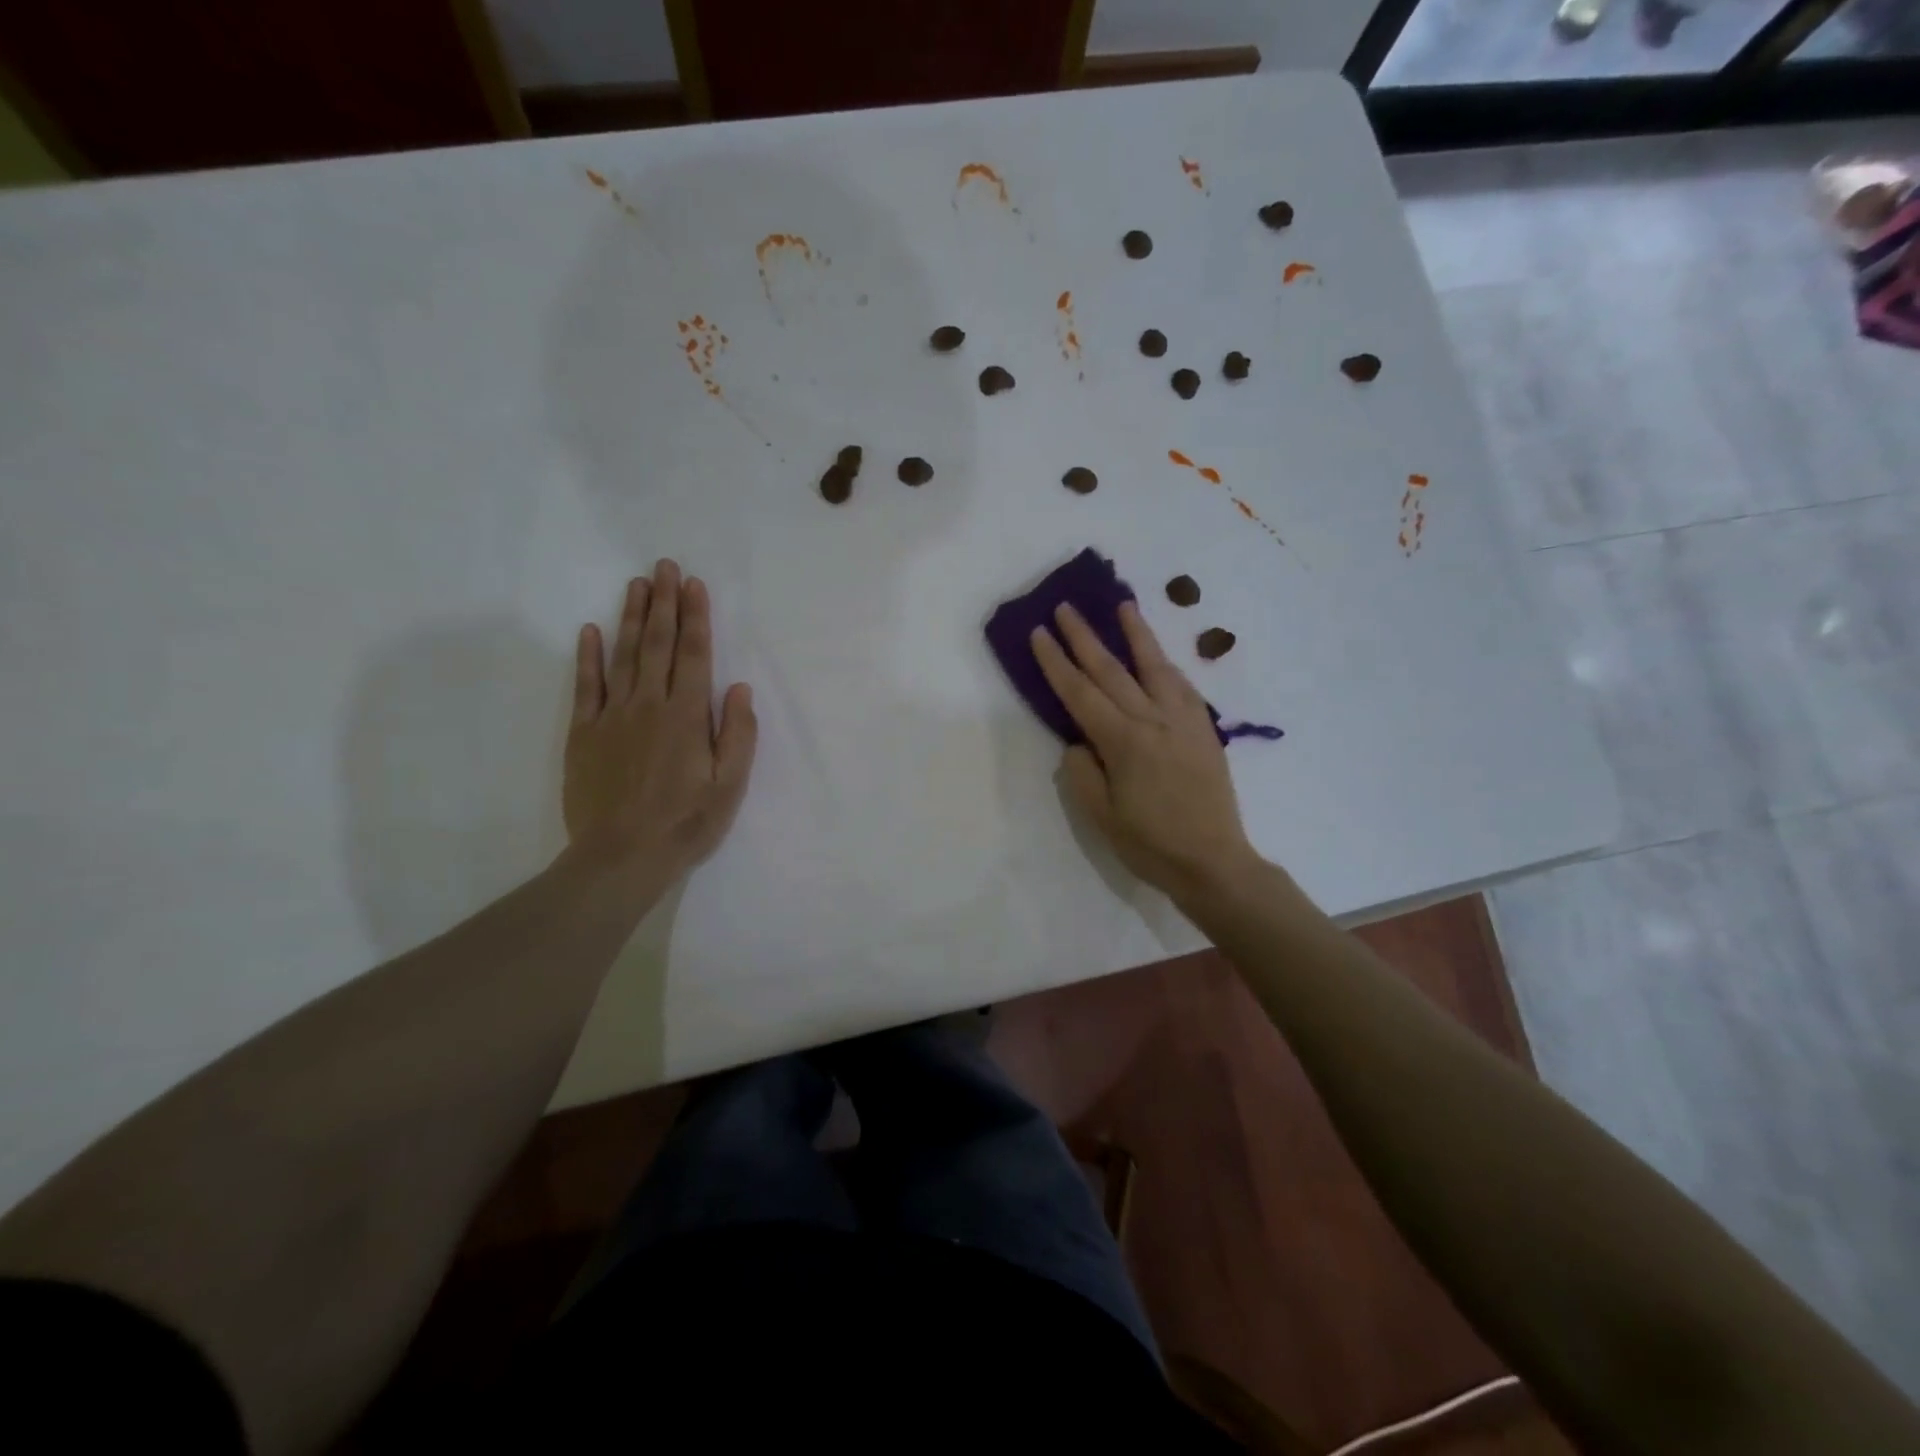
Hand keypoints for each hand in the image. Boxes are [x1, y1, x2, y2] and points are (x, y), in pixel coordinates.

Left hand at [564, 560, 756, 888]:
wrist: (621, 856)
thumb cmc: (686, 822)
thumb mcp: (730, 786)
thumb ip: (737, 734)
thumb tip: (739, 688)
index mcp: (687, 716)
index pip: (694, 655)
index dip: (696, 618)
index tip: (694, 585)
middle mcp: (649, 705)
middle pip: (657, 644)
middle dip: (664, 603)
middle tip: (665, 567)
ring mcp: (612, 717)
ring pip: (623, 656)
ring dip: (630, 617)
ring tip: (637, 584)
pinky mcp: (584, 734)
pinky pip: (586, 687)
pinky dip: (588, 657)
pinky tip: (590, 631)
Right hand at [1030, 601, 1258, 904]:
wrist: (1213, 861)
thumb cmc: (1150, 844)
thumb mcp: (1101, 816)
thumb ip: (1082, 772)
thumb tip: (1078, 741)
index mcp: (1123, 742)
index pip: (1080, 693)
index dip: (1057, 662)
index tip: (1040, 633)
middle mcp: (1153, 720)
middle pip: (1112, 670)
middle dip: (1085, 637)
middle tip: (1067, 607)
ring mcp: (1183, 721)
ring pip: (1155, 666)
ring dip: (1136, 634)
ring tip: (1123, 605)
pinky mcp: (1203, 729)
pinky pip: (1182, 685)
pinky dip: (1166, 664)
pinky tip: (1158, 655)